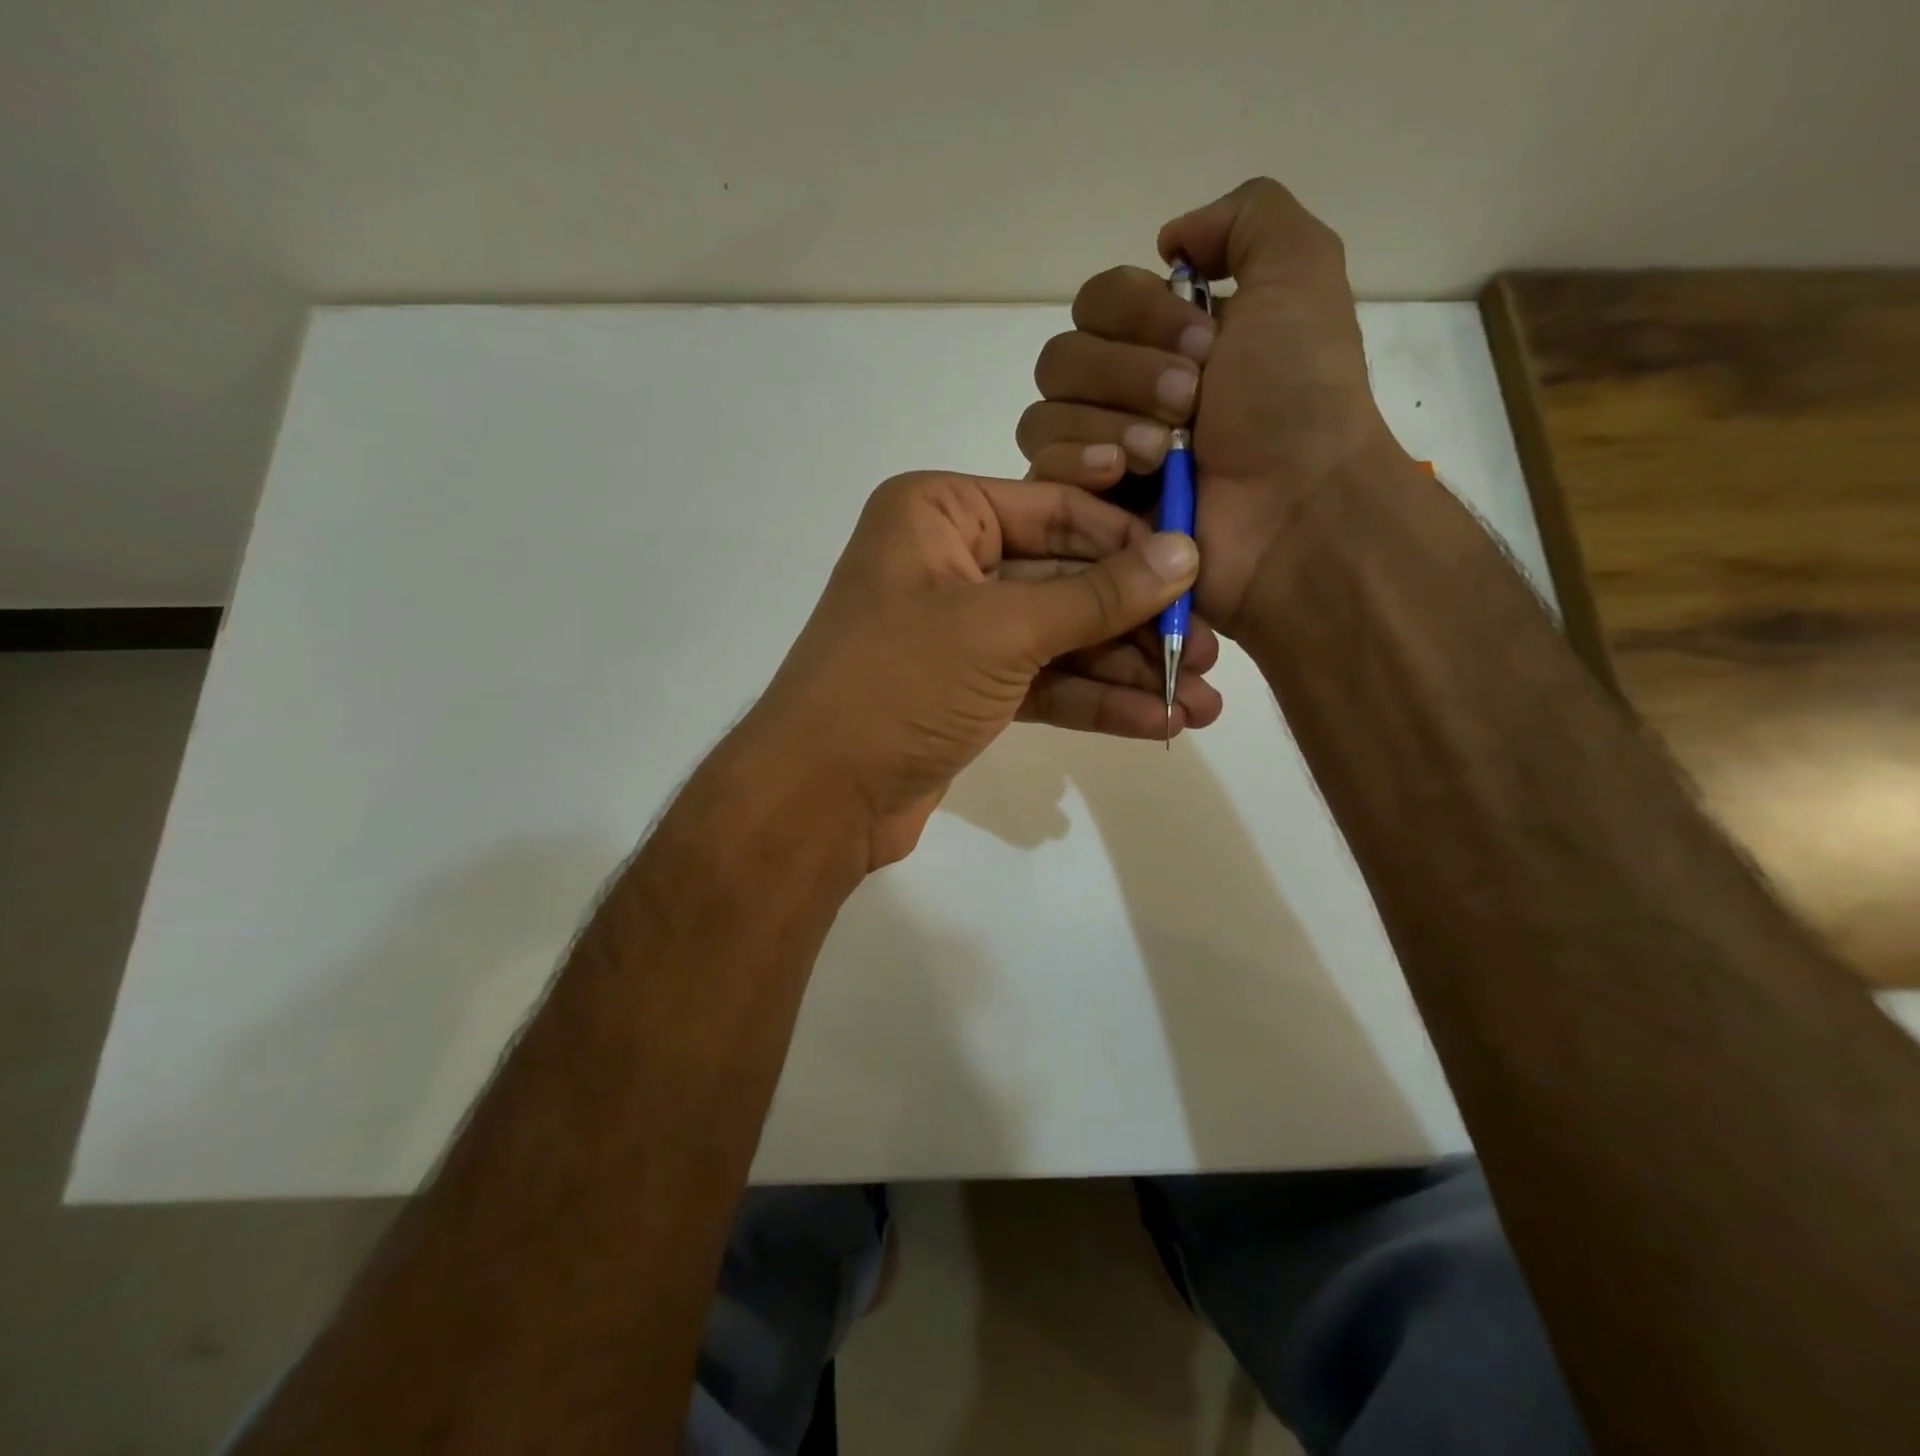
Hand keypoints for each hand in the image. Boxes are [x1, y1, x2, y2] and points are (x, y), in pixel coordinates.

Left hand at [745, 471, 1218, 869]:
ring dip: (1127, 671)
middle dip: (1137, 621)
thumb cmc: (899, 684)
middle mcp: (949, 561)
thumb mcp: (1002, 629)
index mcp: (939, 513)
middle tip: (1209, 652)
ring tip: (1200, 702)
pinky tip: (1156, 722)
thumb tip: (1184, 555)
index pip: (1057, 511)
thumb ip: (1096, 595)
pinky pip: (1044, 682)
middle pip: (1066, 578)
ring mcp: (960, 631)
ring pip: (1060, 638)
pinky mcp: (970, 689)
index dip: (1131, 541)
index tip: (1201, 569)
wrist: (819, 797)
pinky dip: (1095, 702)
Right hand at [1015, 177, 1419, 636]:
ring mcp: (1100, 455)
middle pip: (1060, 357)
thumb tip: (1170, 240)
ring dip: (1105, 421)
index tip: (1205, 345)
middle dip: (1126, 374)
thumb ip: (1247, 217)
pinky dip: (1077, 464)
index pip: (1096, 301)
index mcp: (1164, 341)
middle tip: (1191, 403)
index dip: (1138, 315)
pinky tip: (1124, 477)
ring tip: (1164, 453)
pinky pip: (1040, 470)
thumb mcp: (1300, 273)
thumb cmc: (1297, 400)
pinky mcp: (1085, 510)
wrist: (1294, 512)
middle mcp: (1122, 393)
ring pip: (1043, 413)